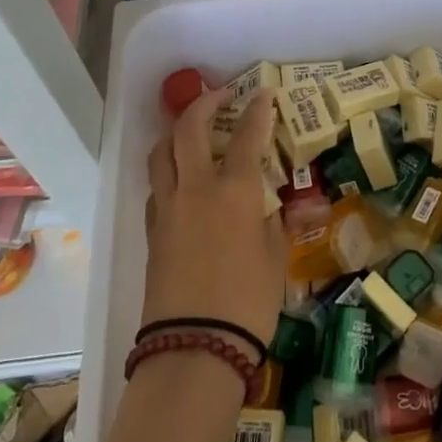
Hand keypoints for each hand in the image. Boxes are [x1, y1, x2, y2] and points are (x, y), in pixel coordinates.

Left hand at [142, 87, 285, 346]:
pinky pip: (156, 185)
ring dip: (176, 132)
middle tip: (220, 96)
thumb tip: (289, 208)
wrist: (195, 349)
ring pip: (161, 153)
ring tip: (192, 132)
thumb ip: (279, 224)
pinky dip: (168, 170)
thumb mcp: (276, 259)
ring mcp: (168, 208)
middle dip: (204, 104)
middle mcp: (197, 188)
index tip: (263, 92)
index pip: (247, 135)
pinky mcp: (152, 231)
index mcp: (235, 190)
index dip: (257, 110)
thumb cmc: (248, 302)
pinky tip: (182, 181)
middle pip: (190, 129)